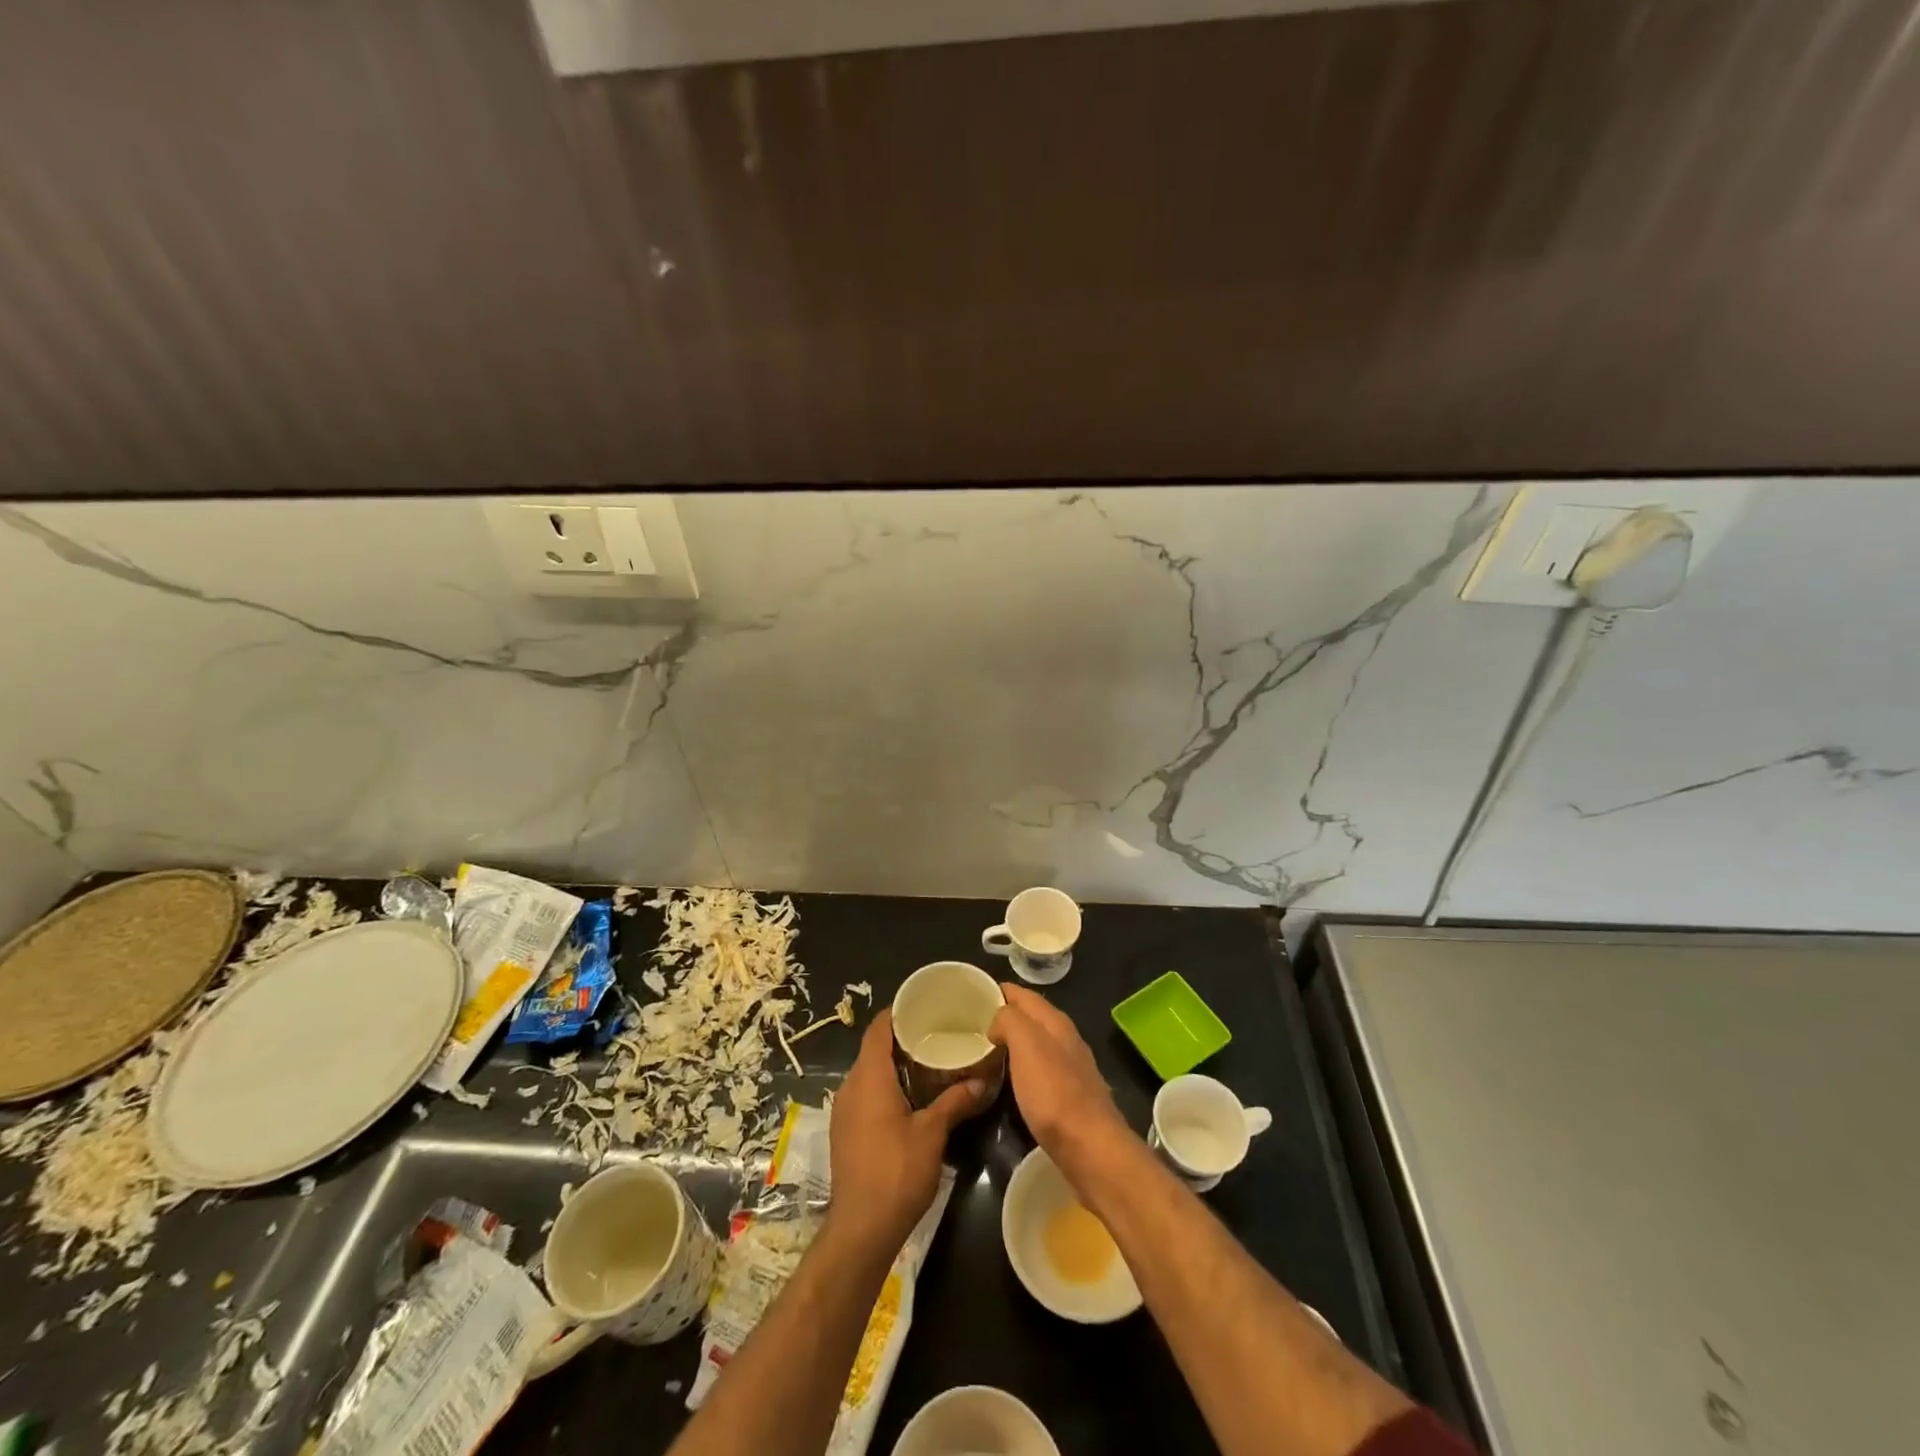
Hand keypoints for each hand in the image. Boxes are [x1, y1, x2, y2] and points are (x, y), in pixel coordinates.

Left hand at [828, 1009, 985, 1254]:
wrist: (861, 1229)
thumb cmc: (897, 1172)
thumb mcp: (933, 1134)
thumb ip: (955, 1101)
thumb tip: (982, 1079)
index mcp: (869, 1077)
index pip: (878, 1029)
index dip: (898, 1013)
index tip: (923, 1005)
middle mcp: (850, 1086)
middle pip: (873, 1050)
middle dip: (901, 1039)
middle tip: (935, 1033)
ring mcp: (843, 1110)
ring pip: (868, 1074)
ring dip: (894, 1066)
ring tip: (928, 1063)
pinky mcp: (844, 1131)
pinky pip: (864, 1095)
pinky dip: (885, 1087)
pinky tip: (911, 1098)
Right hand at [989, 983, 1132, 1176]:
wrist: (1090, 1148)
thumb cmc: (1054, 1093)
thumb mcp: (1026, 1045)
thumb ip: (1010, 1020)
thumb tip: (997, 1021)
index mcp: (1055, 1022)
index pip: (1023, 994)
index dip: (998, 991)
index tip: (971, 995)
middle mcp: (1065, 1039)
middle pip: (1030, 1017)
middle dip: (1004, 1016)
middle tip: (971, 1025)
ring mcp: (1070, 1068)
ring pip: (1035, 1043)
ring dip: (1012, 1042)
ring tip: (983, 1050)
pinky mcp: (1069, 1096)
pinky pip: (1038, 1069)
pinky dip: (1020, 1067)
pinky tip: (1008, 1080)